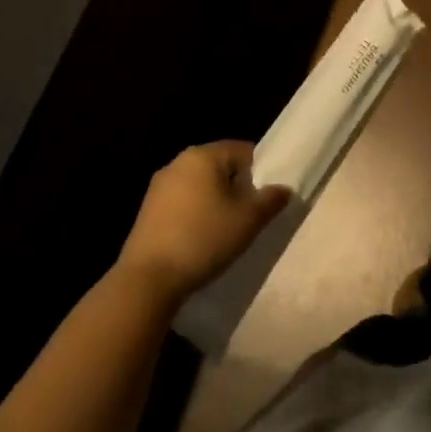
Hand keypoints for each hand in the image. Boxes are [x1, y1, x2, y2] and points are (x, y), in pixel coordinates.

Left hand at [119, 142, 291, 305]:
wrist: (148, 280)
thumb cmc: (203, 239)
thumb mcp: (249, 220)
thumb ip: (271, 199)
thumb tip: (283, 189)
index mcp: (204, 155)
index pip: (244, 151)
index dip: (262, 172)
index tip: (267, 197)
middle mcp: (179, 162)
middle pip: (221, 167)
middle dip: (238, 187)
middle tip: (251, 214)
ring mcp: (159, 186)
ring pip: (201, 185)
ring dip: (217, 201)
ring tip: (227, 229)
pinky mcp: (147, 210)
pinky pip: (183, 202)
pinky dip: (196, 213)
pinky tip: (201, 238)